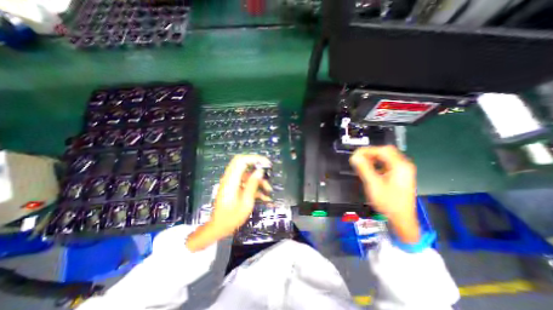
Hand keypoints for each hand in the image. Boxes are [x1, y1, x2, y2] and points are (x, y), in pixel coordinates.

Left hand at [186, 154, 271, 251]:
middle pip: (243, 163)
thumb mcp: (246, 202)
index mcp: (231, 181)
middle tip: (268, 170)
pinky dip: (255, 186)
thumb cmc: (232, 217)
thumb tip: (260, 171)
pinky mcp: (234, 187)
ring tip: (269, 190)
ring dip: (258, 179)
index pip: (241, 161)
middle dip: (257, 165)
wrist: (219, 227)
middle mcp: (230, 178)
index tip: (266, 164)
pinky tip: (264, 197)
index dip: (254, 158)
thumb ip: (252, 185)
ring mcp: (232, 182)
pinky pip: (246, 182)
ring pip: (247, 174)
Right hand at [349, 147, 419, 243]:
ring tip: (361, 162)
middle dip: (370, 153)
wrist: (401, 219)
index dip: (367, 150)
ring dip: (373, 157)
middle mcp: (403, 165)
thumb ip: (364, 169)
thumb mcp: (373, 185)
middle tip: (358, 158)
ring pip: (386, 157)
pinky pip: (387, 164)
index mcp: (400, 166)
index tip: (355, 154)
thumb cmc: (388, 203)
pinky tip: (370, 168)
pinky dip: (377, 163)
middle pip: (386, 152)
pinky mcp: (400, 175)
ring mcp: (403, 170)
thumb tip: (354, 157)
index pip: (383, 150)